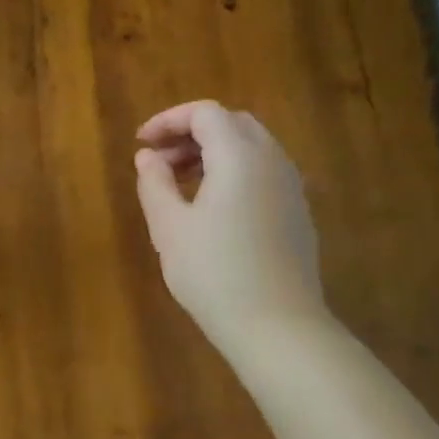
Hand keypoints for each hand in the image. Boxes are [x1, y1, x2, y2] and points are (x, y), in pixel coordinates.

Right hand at [134, 100, 324, 352]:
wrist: (275, 325)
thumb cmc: (213, 272)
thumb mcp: (169, 227)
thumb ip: (154, 183)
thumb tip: (148, 157)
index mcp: (240, 156)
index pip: (206, 113)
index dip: (169, 120)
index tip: (141, 144)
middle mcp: (272, 160)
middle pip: (232, 123)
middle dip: (191, 132)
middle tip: (158, 160)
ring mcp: (290, 186)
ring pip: (251, 147)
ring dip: (212, 152)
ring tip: (179, 183)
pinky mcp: (296, 211)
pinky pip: (263, 171)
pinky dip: (232, 171)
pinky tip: (211, 206)